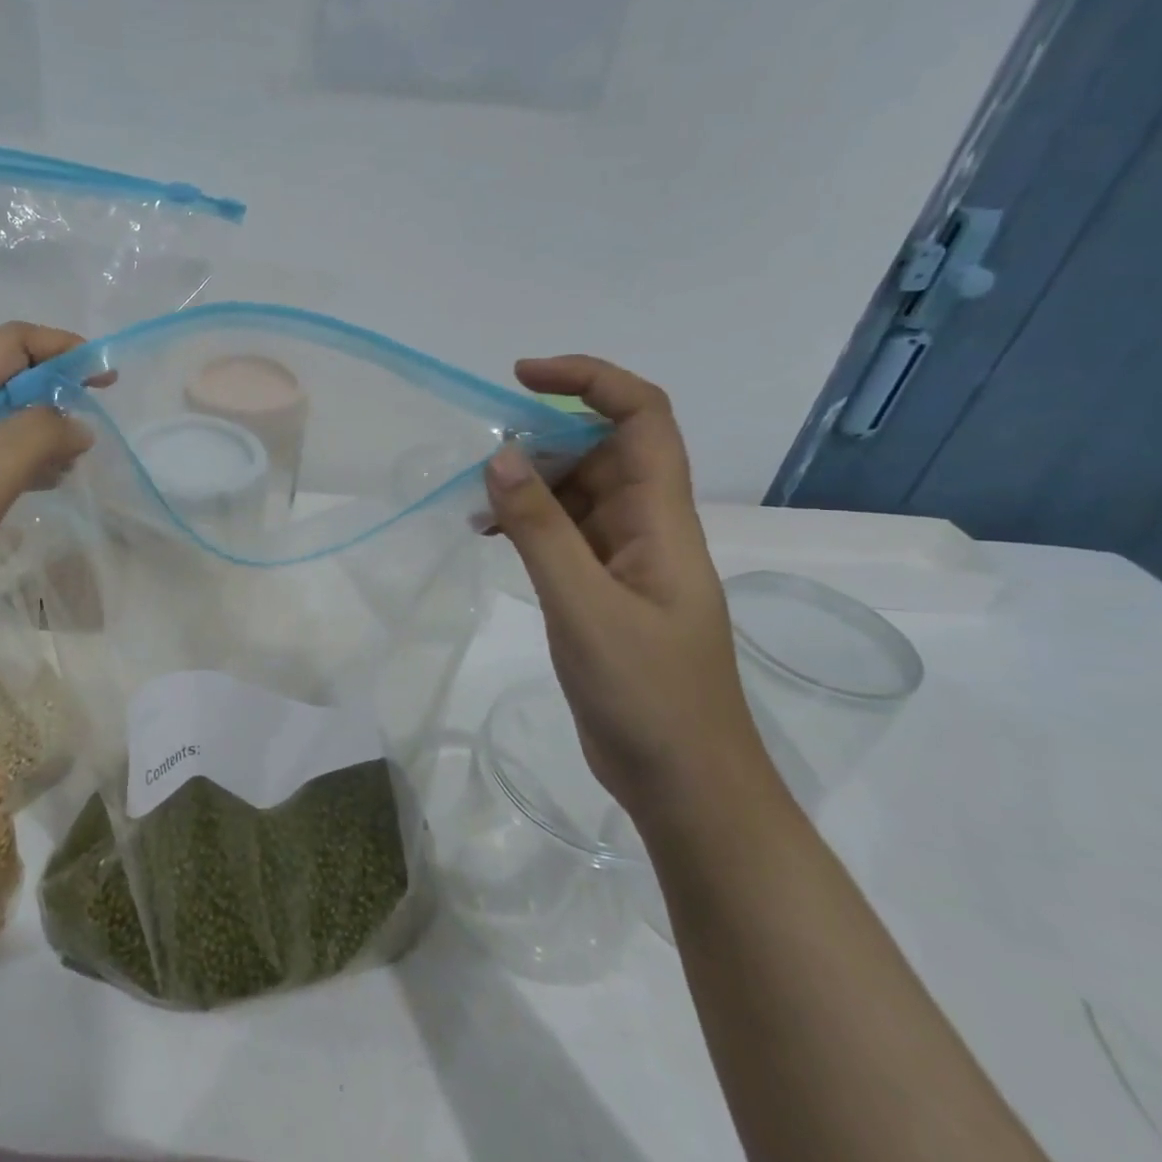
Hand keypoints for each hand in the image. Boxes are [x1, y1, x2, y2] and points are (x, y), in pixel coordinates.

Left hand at [0, 323, 91, 666]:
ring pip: (7, 423)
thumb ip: (33, 440)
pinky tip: (49, 485)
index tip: (105, 377)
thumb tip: (78, 424)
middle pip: (9, 379)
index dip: (60, 346)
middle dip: (58, 387)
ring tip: (78, 459)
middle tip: (97, 420)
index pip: (9, 344)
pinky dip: (31, 463)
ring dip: (48, 428)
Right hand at [484, 356, 769, 826]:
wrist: (686, 784)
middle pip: (603, 449)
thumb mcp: (583, 606)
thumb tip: (501, 455)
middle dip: (544, 438)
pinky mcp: (604, 590)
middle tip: (483, 458)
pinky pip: (564, 534)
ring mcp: (626, 559)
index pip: (642, 417)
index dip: (590, 380)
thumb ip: (540, 529)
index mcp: (661, 519)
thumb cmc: (647, 695)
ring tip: (476, 504)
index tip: (522, 377)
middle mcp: (647, 526)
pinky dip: (527, 524)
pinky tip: (489, 537)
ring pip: (578, 492)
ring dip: (530, 484)